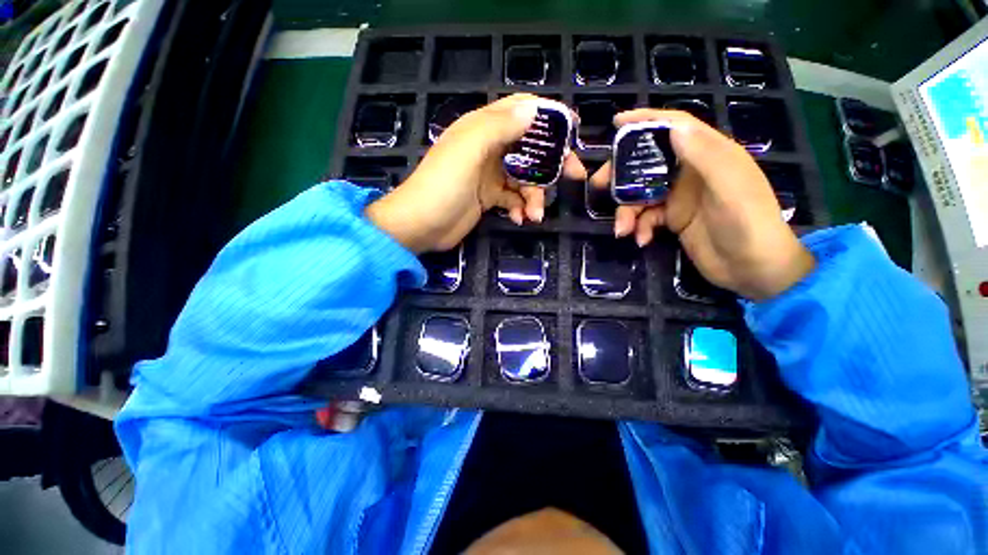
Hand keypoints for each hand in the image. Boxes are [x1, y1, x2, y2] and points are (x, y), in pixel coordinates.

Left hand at [366, 94, 585, 252]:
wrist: (420, 226)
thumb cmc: (442, 186)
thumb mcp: (468, 151)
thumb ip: (499, 127)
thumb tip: (533, 110)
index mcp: (482, 128)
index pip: (520, 110)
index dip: (548, 116)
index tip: (574, 128)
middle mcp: (488, 148)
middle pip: (529, 147)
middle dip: (552, 162)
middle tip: (574, 176)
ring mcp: (489, 175)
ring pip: (524, 178)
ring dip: (534, 195)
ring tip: (535, 214)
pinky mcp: (489, 198)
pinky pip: (513, 198)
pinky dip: (519, 207)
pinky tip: (518, 218)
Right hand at [589, 109, 814, 299]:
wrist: (753, 269)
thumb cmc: (749, 224)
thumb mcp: (730, 187)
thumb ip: (704, 156)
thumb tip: (673, 127)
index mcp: (709, 155)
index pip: (676, 127)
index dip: (646, 120)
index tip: (617, 122)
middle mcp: (691, 172)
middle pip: (648, 162)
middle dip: (622, 173)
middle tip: (599, 185)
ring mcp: (679, 197)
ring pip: (641, 194)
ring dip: (627, 211)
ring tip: (622, 229)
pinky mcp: (672, 219)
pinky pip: (645, 217)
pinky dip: (638, 227)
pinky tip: (641, 240)